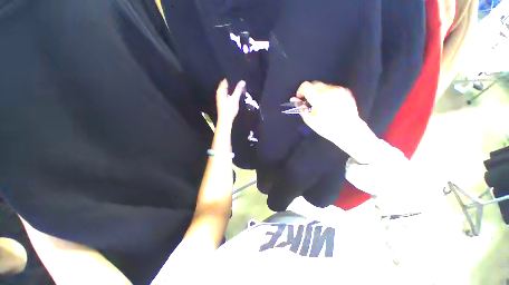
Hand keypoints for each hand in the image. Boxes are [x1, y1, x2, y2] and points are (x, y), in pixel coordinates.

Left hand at [215, 79, 244, 124]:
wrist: (225, 120)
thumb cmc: (229, 110)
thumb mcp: (235, 99)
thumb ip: (238, 90)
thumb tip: (242, 81)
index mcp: (221, 91)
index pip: (224, 81)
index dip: (230, 78)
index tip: (236, 77)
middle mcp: (219, 93)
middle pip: (224, 85)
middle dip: (231, 83)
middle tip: (238, 81)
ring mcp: (220, 98)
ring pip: (225, 90)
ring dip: (230, 89)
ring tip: (237, 87)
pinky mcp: (221, 102)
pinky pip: (225, 94)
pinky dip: (229, 93)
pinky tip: (234, 95)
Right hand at [291, 81, 360, 142]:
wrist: (349, 130)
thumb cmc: (327, 127)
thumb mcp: (310, 120)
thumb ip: (301, 108)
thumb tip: (294, 100)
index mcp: (319, 98)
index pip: (305, 86)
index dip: (300, 91)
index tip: (301, 99)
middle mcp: (329, 90)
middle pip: (314, 84)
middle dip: (309, 92)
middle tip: (310, 102)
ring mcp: (339, 90)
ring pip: (323, 86)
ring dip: (318, 93)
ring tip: (321, 105)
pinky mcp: (345, 91)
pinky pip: (332, 89)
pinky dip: (327, 94)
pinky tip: (330, 104)